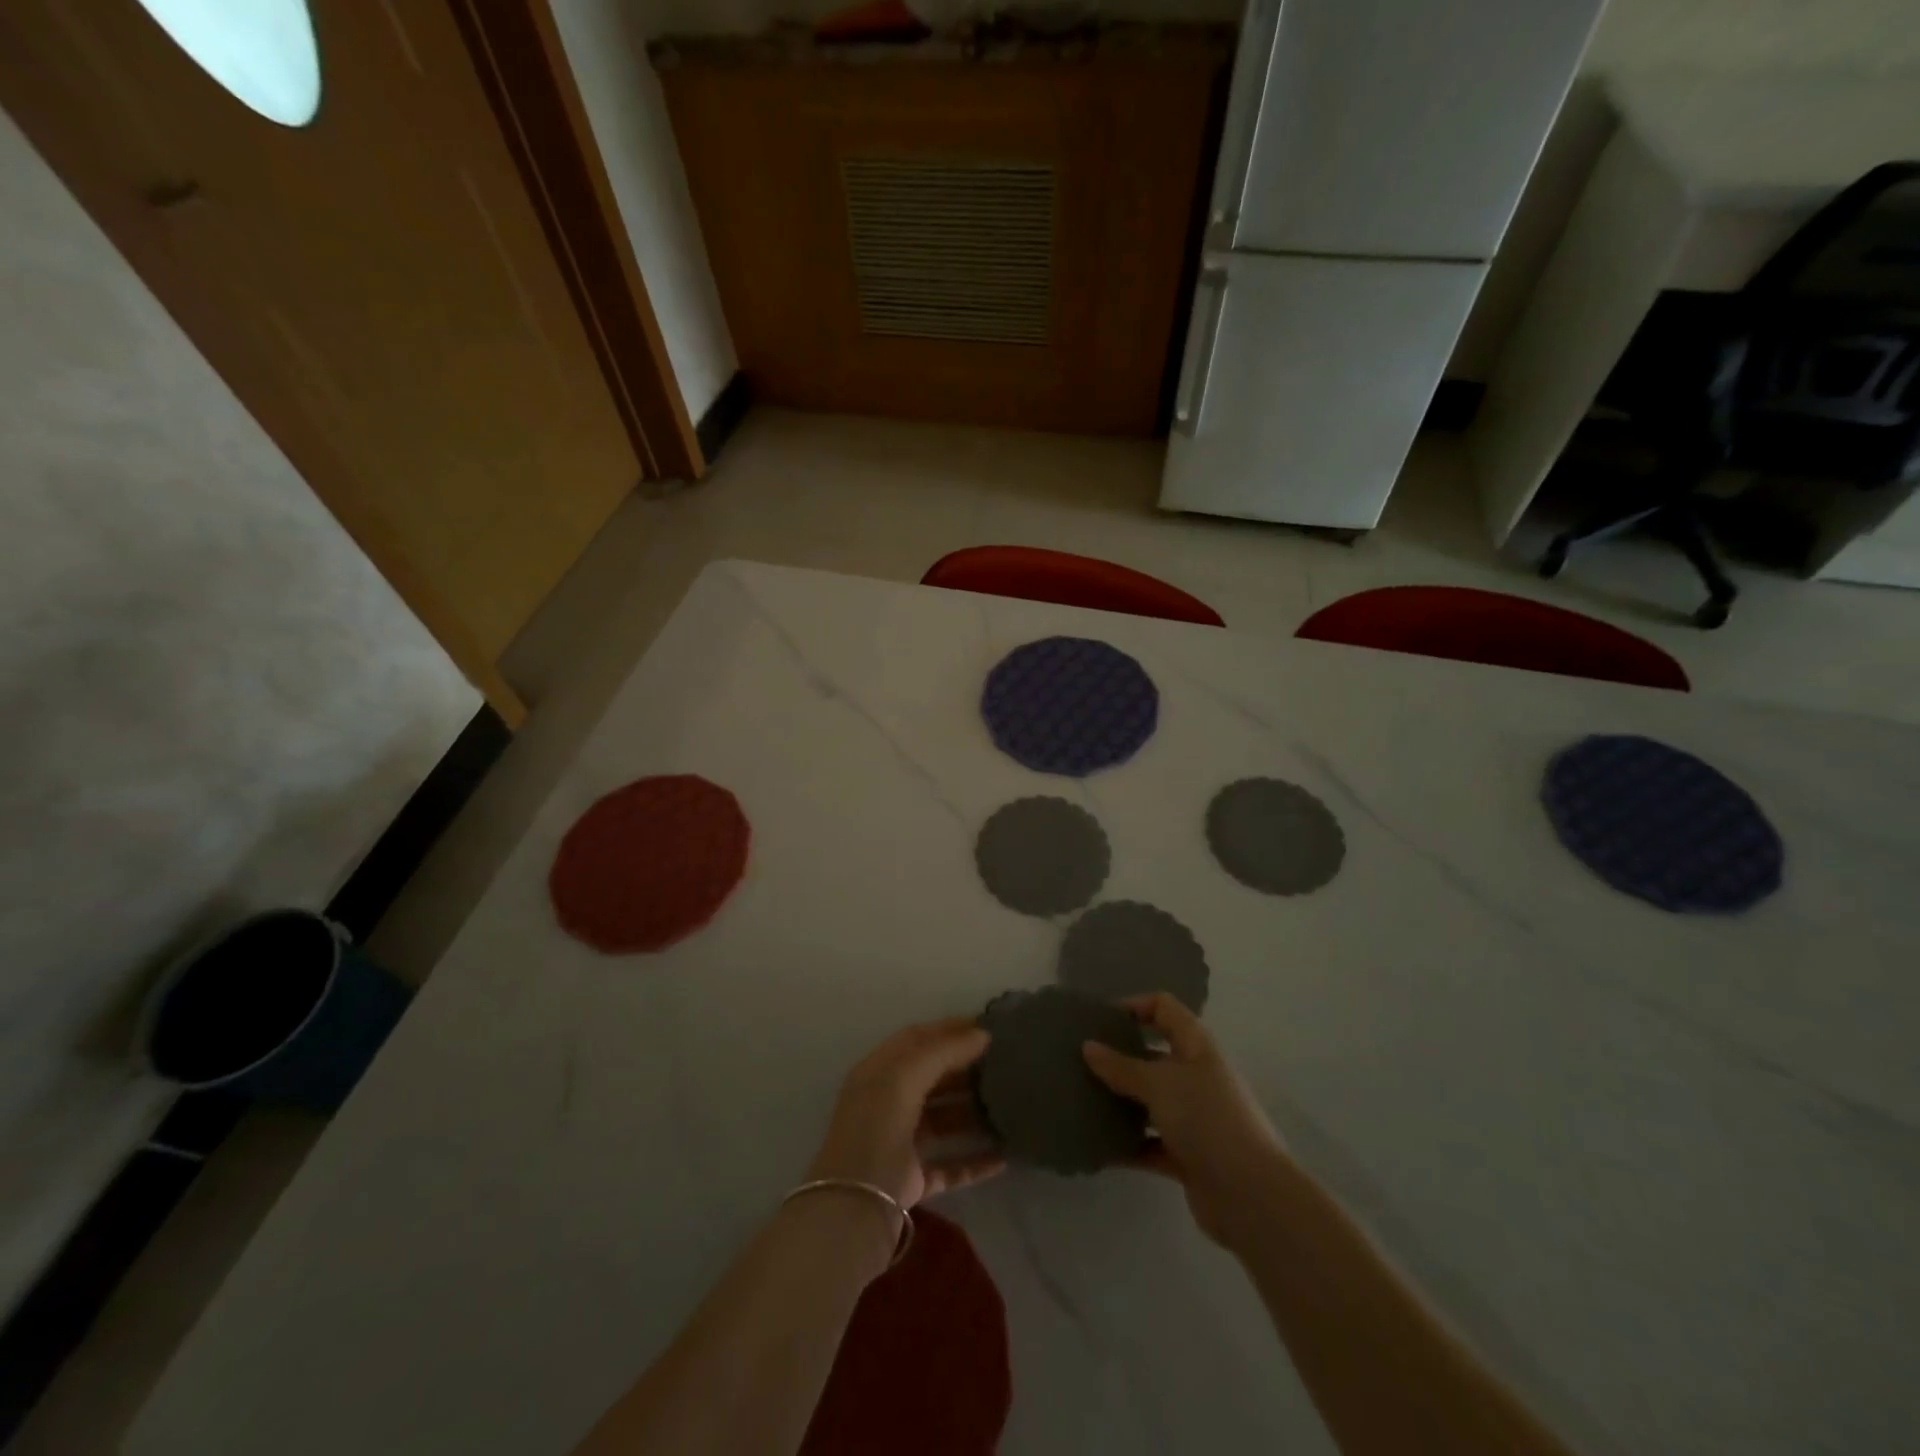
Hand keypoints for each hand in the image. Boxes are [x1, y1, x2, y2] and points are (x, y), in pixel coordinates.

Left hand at [807, 1017, 1004, 1211]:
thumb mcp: (905, 1076)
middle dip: (965, 1069)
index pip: (916, 1039)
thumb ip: (943, 1051)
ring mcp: (900, 1143)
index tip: (986, 1026)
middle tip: (1004, 1064)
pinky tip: (1004, 1157)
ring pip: (944, 1121)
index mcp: (879, 1072)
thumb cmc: (877, 1128)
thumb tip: (981, 1034)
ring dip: (973, 1113)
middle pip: (932, 1078)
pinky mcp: (913, 1181)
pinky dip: (975, 1161)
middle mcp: (888, 1103)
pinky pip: (950, 1165)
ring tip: (1010, 1105)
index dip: (949, 1029)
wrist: (854, 1207)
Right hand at [1082, 993, 1288, 1250]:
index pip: (1164, 1008)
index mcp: (1196, 1046)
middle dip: (1119, 1056)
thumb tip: (1088, 1046)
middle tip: (1080, 1060)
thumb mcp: (1159, 1084)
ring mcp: (1193, 1117)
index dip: (1134, 1006)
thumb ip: (1122, 1066)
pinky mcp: (1187, 1155)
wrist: (1251, 1196)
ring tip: (1082, 1099)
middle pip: (1153, 1054)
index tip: (1099, 1020)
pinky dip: (1129, 1143)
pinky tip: (1099, 1144)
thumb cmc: (1207, 1120)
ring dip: (1121, 1101)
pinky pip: (1150, 1142)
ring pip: (1150, 1101)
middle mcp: (1196, 1076)